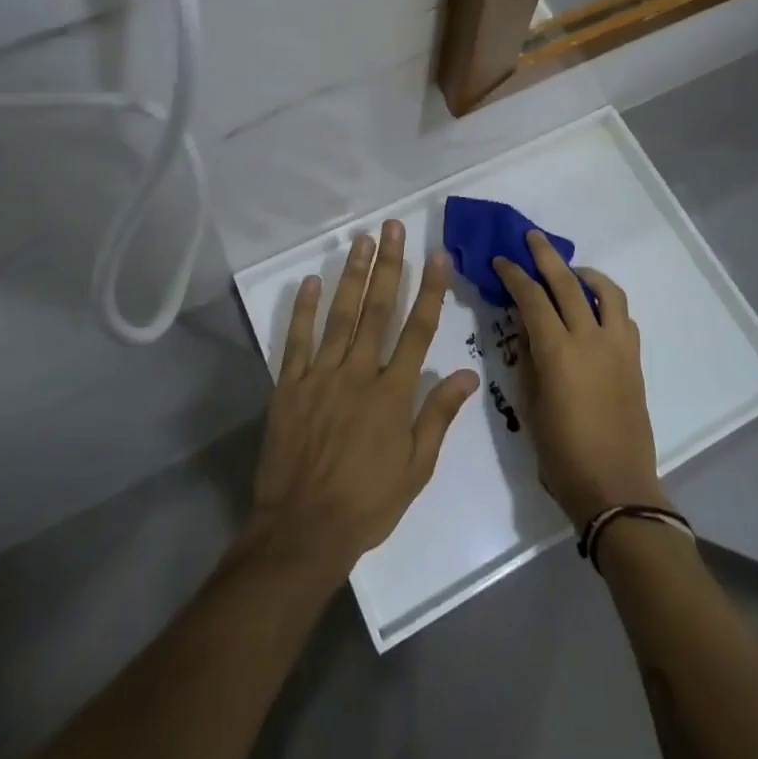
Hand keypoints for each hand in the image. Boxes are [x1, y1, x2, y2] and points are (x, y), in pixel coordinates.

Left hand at [247, 220, 479, 586]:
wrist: (303, 530)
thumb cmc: (367, 504)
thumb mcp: (416, 469)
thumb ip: (439, 416)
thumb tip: (468, 374)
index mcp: (392, 393)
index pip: (417, 330)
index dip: (429, 290)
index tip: (436, 255)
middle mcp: (358, 373)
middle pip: (377, 310)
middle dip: (388, 266)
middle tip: (392, 227)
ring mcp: (321, 376)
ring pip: (339, 315)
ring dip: (351, 275)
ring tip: (361, 241)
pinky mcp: (289, 386)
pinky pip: (297, 340)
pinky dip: (303, 309)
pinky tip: (311, 280)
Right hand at [495, 230, 665, 524]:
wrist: (616, 489)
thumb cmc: (562, 454)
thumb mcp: (530, 405)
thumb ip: (527, 359)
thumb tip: (526, 328)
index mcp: (558, 352)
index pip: (531, 298)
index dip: (513, 275)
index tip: (500, 260)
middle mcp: (590, 339)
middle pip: (567, 283)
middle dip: (546, 256)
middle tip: (532, 237)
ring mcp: (618, 347)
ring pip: (606, 292)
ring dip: (585, 274)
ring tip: (571, 272)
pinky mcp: (634, 359)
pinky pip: (623, 317)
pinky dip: (606, 302)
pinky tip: (594, 310)